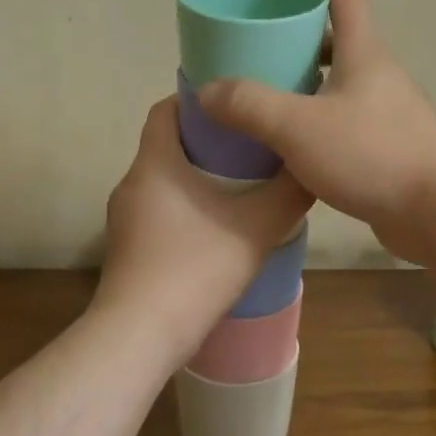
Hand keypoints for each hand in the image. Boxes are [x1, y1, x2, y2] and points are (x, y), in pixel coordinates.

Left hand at [95, 97, 312, 357]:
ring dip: (195, 178)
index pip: (165, 109)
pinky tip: (216, 230)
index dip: (196, 100)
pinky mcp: (127, 249)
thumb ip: (289, 194)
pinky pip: (158, 212)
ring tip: (239, 187)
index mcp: (155, 163)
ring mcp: (124, 219)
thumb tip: (311, 169)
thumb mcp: (257, 227)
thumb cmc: (196, 267)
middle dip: (205, 140)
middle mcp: (132, 183)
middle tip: (249, 145)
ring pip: (163, 181)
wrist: (141, 334)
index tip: (232, 105)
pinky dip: (185, 208)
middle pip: (166, 145)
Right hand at [198, 0, 435, 265]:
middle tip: (262, 40)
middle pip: (340, 33)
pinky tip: (293, 139)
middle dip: (302, 27)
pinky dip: (318, 113)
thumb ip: (249, 105)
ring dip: (308, 75)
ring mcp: (387, 109)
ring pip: (342, 77)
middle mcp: (379, 73)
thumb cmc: (371, 154)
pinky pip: (346, 114)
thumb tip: (208, 91)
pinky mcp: (389, 143)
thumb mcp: (298, 126)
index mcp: (363, 51)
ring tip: (269, 90)